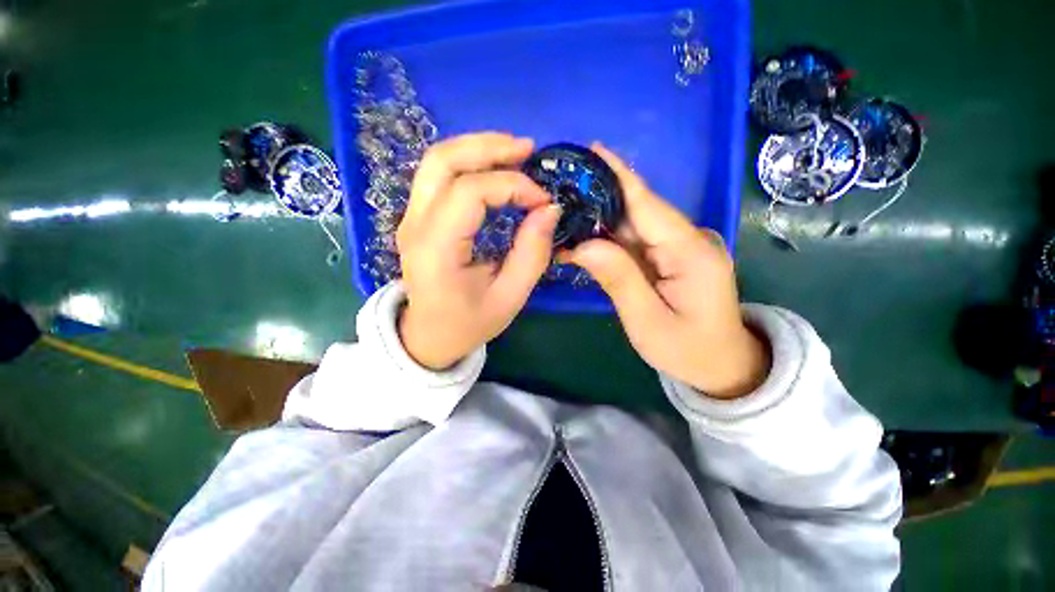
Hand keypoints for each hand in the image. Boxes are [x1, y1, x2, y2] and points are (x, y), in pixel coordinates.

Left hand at [397, 132, 560, 369]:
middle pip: (443, 161)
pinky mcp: (417, 217)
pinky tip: (494, 168)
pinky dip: (469, 162)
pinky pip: (439, 175)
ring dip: (477, 148)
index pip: (469, 192)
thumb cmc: (469, 322)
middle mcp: (415, 225)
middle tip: (528, 149)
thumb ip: (532, 253)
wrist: (429, 335)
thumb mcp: (510, 297)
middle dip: (489, 146)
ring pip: (437, 160)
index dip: (512, 186)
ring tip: (514, 151)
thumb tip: (550, 209)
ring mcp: (411, 217)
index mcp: (436, 249)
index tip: (542, 200)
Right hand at [561, 144, 769, 398]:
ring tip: (565, 213)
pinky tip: (584, 237)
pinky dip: (609, 238)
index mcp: (690, 251)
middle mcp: (688, 239)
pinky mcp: (671, 256)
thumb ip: (618, 279)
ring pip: (633, 224)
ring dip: (599, 218)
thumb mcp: (647, 322)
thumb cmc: (687, 350)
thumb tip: (583, 245)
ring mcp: (680, 246)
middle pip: (638, 210)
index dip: (618, 175)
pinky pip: (636, 240)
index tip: (591, 150)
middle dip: (599, 197)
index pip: (647, 204)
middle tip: (561, 190)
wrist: (721, 365)